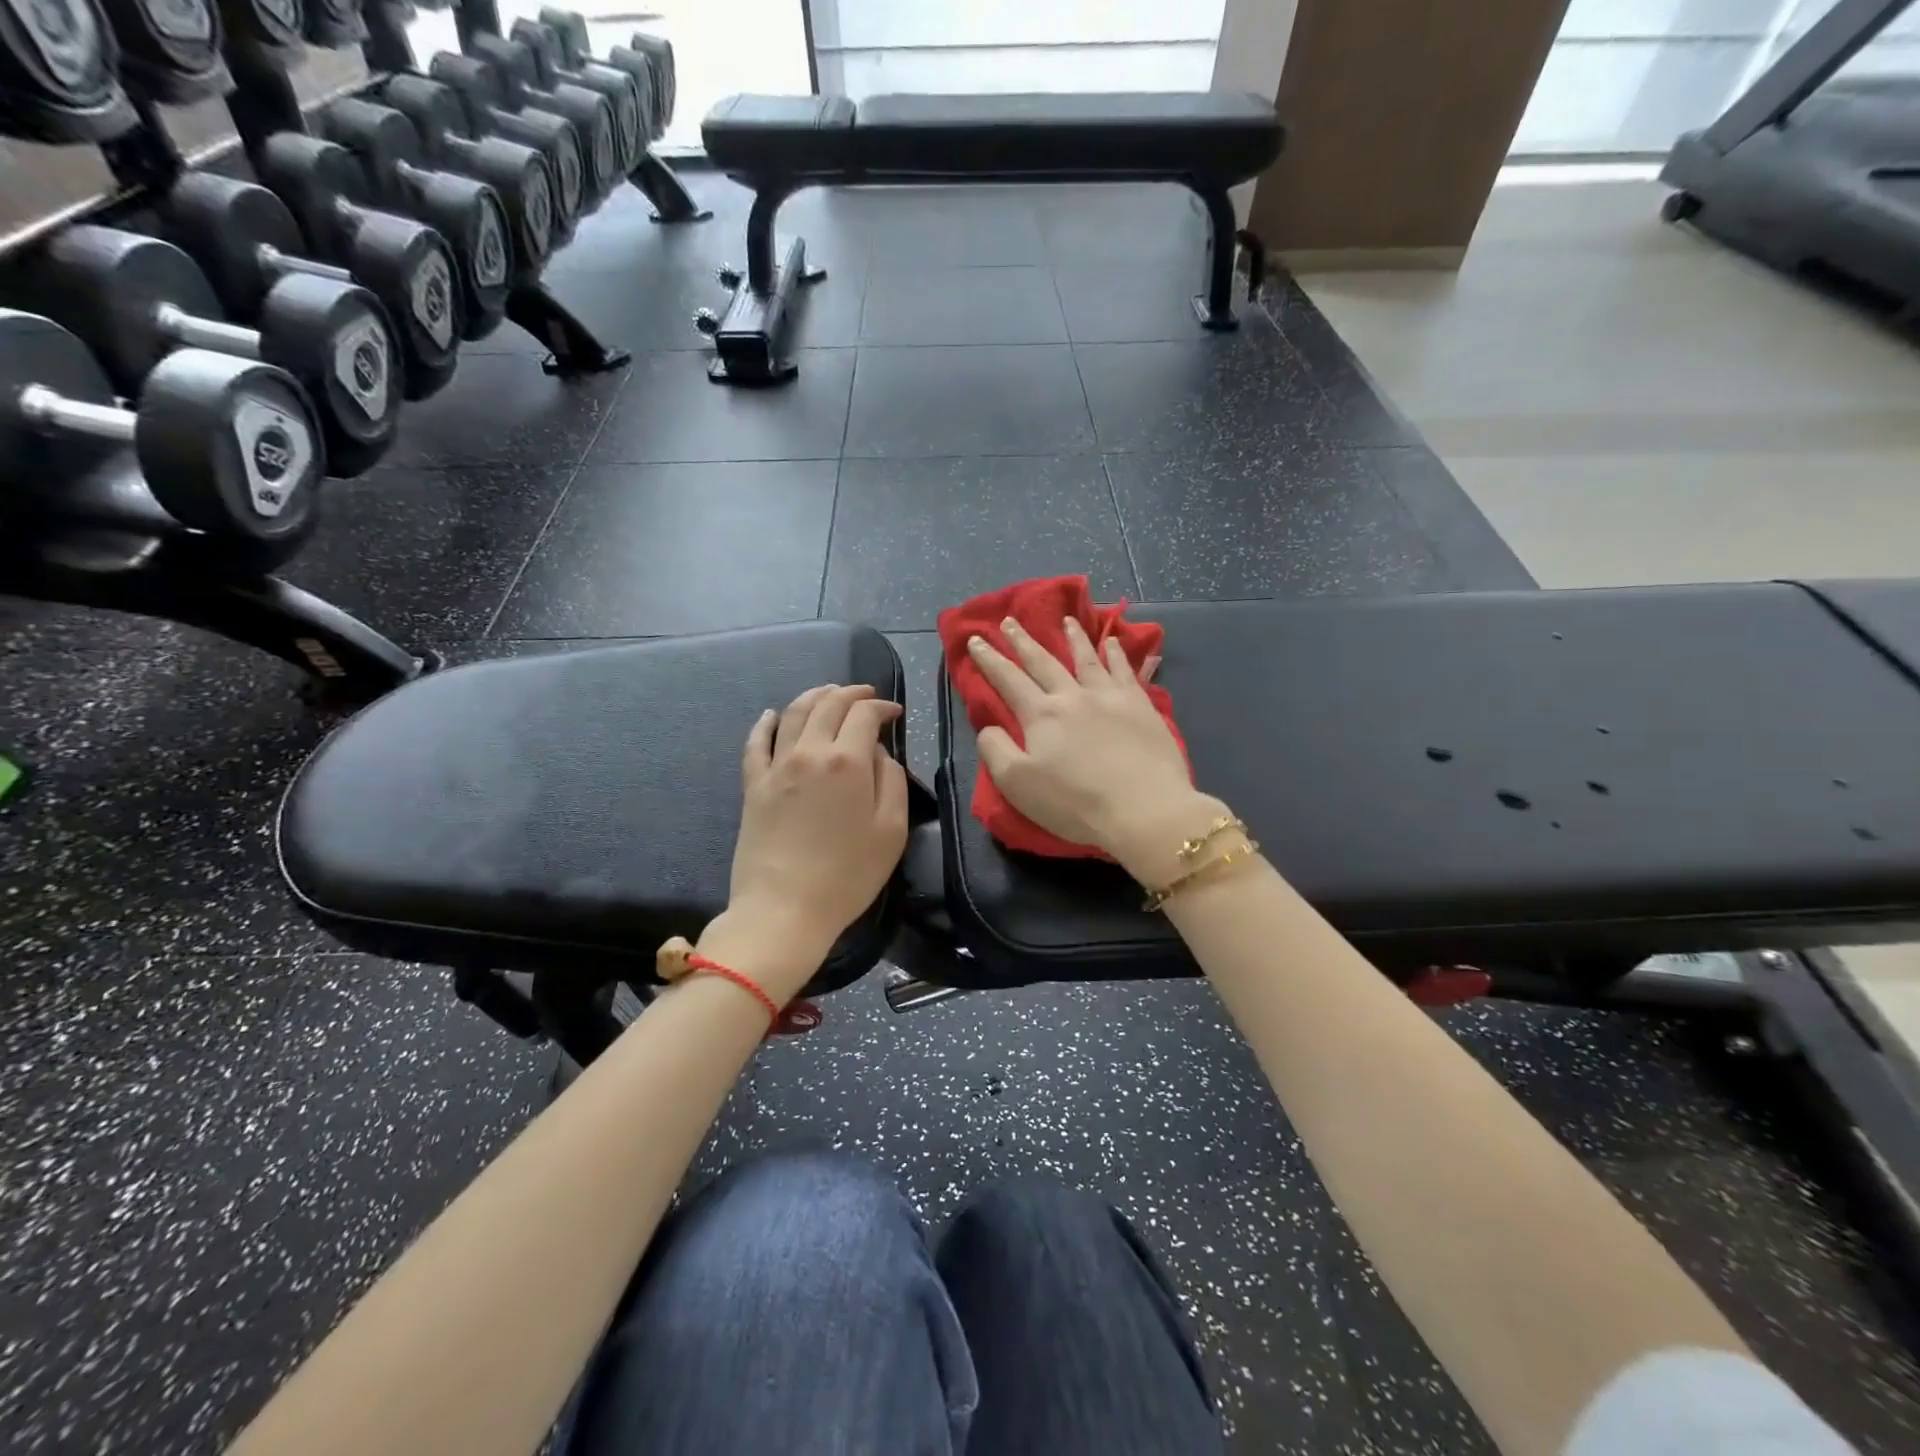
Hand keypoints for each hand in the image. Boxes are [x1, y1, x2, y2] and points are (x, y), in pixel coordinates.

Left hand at [702, 683, 908, 1001]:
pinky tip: (771, 715)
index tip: (895, 714)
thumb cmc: (847, 875)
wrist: (784, 909)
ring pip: (793, 713)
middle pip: (829, 704)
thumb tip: (878, 753)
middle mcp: (809, 752)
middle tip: (866, 696)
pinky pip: (756, 743)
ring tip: (828, 693)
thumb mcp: (892, 831)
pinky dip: (765, 723)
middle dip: (851, 693)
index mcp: (848, 761)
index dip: (883, 707)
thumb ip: (892, 781)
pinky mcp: (753, 785)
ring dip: (814, 696)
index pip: (865, 714)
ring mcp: (776, 766)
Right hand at [967, 617, 1221, 878]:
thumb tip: (988, 727)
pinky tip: (1114, 643)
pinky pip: (1126, 671)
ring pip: (1087, 658)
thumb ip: (995, 750)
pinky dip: (1117, 654)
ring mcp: (1110, 697)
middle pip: (1043, 662)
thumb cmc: (1074, 803)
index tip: (976, 639)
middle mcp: (1073, 696)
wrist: (1143, 809)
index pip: (1008, 680)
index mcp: (1040, 715)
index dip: (989, 659)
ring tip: (1066, 620)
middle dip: (1022, 641)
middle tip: (1009, 620)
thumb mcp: (1017, 784)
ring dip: (1073, 637)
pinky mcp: (1141, 706)